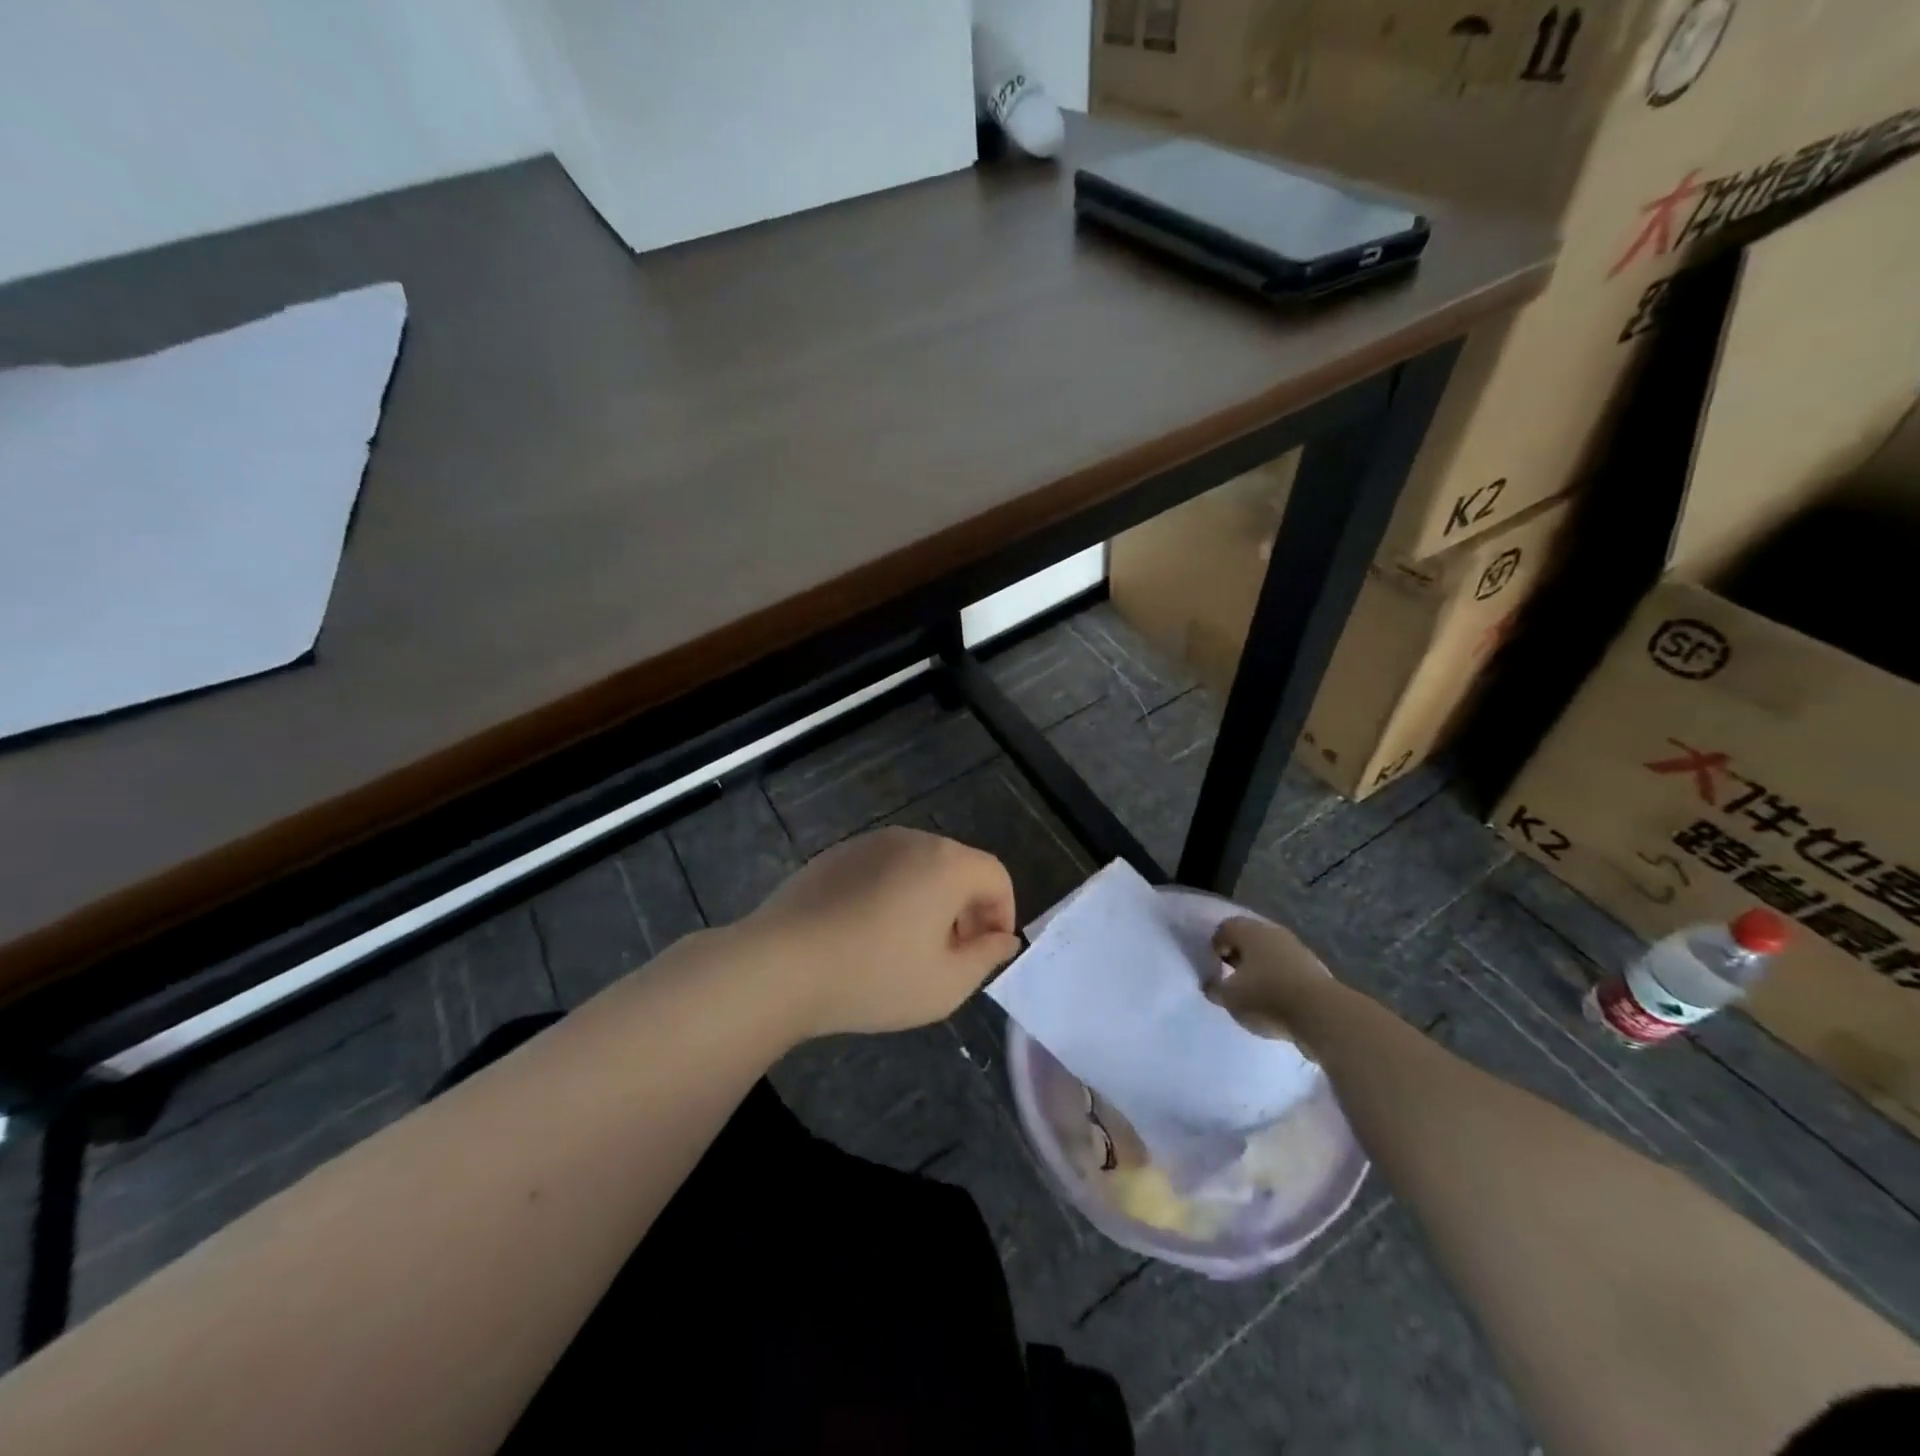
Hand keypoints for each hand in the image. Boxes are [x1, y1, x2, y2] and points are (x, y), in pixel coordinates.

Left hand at [740, 827, 1020, 1038]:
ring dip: (929, 900)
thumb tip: (1004, 938)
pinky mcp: (836, 854)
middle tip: (951, 954)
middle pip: (958, 867)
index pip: (996, 876)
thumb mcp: (946, 984)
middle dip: (967, 908)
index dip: (1002, 914)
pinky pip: (883, 868)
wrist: (781, 964)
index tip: (986, 952)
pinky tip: (868, 933)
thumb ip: (987, 957)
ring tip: (908, 947)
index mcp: (946, 864)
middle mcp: (912, 840)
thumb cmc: (874, 977)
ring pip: (919, 866)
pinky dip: (892, 893)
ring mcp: (870, 842)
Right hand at [1204, 916, 1335, 1053]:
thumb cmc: (1267, 997)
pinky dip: (1279, 978)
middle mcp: (1273, 932)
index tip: (1215, 966)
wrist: (1322, 1013)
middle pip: (1249, 937)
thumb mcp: (1230, 998)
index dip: (1216, 945)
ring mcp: (1297, 948)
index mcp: (1248, 931)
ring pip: (1270, 952)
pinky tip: (1276, 999)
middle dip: (1239, 954)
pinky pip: (1287, 967)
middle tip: (1232, 976)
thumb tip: (1211, 985)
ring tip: (1254, 991)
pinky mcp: (1314, 968)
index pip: (1224, 928)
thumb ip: (1215, 989)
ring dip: (1260, 966)